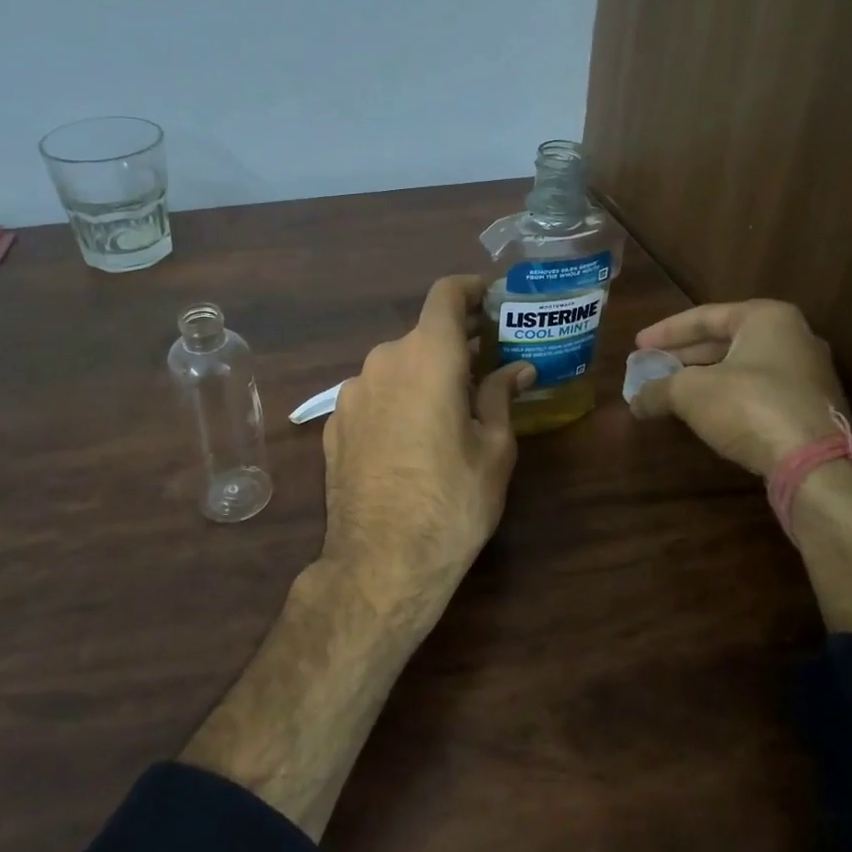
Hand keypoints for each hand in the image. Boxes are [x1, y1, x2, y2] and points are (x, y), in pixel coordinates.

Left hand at [322, 275, 533, 616]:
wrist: (381, 562)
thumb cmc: (452, 501)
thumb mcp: (493, 448)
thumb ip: (501, 396)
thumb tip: (517, 369)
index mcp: (427, 356)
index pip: (446, 294)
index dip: (471, 289)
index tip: (492, 300)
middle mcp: (383, 361)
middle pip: (423, 335)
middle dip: (456, 344)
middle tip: (488, 366)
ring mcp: (351, 392)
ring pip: (397, 366)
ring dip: (425, 374)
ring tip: (451, 408)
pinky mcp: (334, 423)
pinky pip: (374, 395)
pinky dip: (398, 399)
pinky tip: (413, 436)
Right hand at [630, 300, 847, 474]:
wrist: (815, 463)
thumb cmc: (750, 406)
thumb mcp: (691, 393)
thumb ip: (658, 389)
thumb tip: (635, 400)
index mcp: (767, 318)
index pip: (705, 316)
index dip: (666, 332)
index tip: (638, 345)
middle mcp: (793, 337)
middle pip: (725, 340)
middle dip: (684, 355)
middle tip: (652, 366)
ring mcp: (806, 374)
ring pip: (741, 367)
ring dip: (703, 378)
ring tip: (670, 390)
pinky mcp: (809, 407)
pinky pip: (758, 391)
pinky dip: (726, 396)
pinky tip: (703, 412)